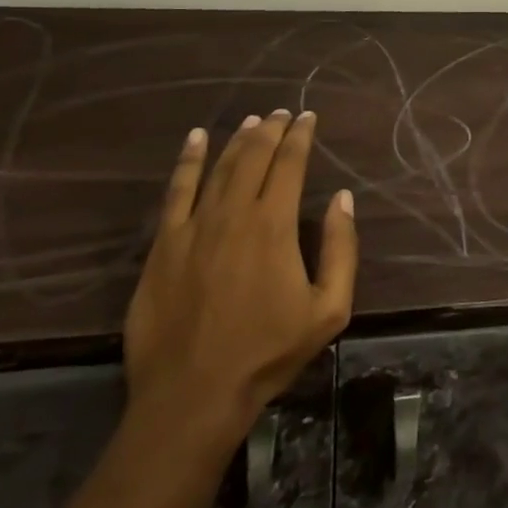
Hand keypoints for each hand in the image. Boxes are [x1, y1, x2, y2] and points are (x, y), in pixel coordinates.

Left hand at [123, 111, 357, 458]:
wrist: (193, 395)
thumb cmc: (268, 352)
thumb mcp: (329, 309)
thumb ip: (341, 248)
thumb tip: (343, 198)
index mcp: (274, 224)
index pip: (290, 163)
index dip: (301, 135)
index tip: (308, 116)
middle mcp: (234, 213)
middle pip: (254, 155)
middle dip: (271, 129)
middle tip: (283, 112)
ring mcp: (193, 226)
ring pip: (219, 167)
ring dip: (237, 138)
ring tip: (252, 120)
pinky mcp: (163, 245)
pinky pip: (176, 191)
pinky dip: (188, 160)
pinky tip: (196, 139)